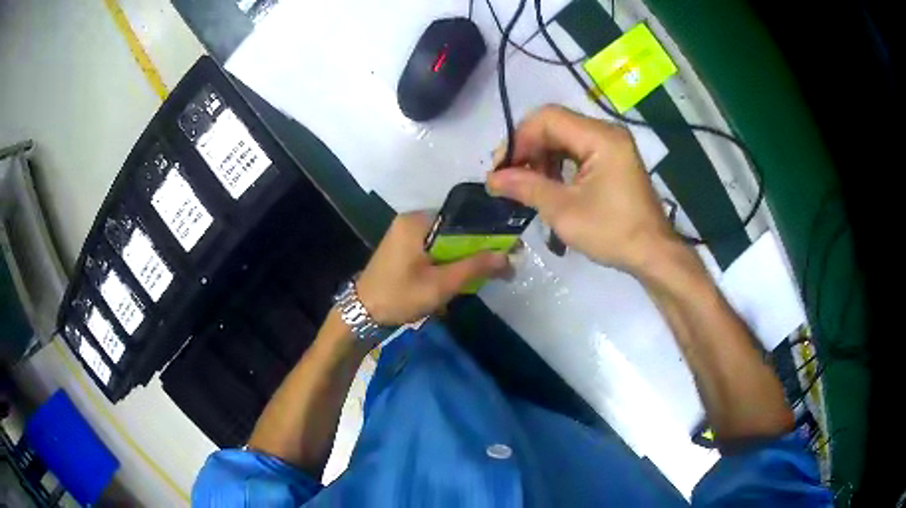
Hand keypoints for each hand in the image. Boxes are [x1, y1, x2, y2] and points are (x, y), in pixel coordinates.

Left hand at [356, 213, 509, 325]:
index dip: (487, 233)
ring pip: (446, 240)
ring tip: (482, 274)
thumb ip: (475, 267)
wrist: (362, 314)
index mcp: (417, 221)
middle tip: (497, 267)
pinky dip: (448, 260)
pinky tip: (457, 276)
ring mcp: (405, 233)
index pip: (462, 218)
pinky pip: (434, 247)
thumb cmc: (400, 296)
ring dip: (462, 257)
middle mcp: (411, 220)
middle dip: (476, 248)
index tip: (507, 249)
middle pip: (455, 229)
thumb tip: (509, 257)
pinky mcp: (403, 247)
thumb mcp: (440, 284)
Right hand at [487, 105, 676, 273]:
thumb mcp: (564, 211)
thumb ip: (526, 187)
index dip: (519, 139)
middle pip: (555, 125)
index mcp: (601, 137)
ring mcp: (612, 145)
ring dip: (540, 156)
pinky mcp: (612, 159)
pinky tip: (548, 184)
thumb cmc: (612, 233)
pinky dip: (557, 164)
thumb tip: (492, 179)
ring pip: (564, 137)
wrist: (652, 254)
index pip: (548, 118)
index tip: (502, 168)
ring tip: (526, 184)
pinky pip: (577, 150)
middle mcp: (607, 132)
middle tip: (508, 177)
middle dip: (527, 148)